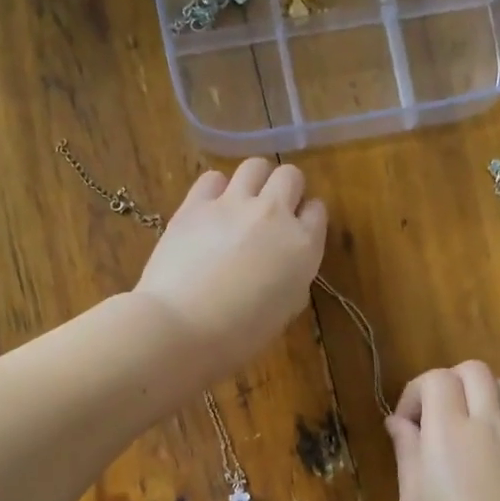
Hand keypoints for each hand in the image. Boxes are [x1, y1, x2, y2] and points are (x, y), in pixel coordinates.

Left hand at [133, 158, 326, 381]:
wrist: (182, 327)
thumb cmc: (239, 335)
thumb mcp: (284, 310)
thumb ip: (291, 277)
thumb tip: (282, 263)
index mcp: (303, 246)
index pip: (317, 211)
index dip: (306, 218)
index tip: (296, 230)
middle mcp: (274, 214)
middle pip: (290, 176)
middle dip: (285, 189)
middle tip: (271, 212)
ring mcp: (233, 203)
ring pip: (255, 165)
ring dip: (254, 181)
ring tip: (241, 203)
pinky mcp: (196, 203)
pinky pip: (213, 178)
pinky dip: (216, 189)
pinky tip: (210, 209)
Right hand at [385, 362, 499, 500]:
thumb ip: (407, 454)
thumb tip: (399, 423)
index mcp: (449, 433)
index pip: (436, 378)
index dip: (416, 392)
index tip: (406, 425)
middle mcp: (488, 425)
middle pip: (474, 371)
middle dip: (449, 383)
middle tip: (436, 418)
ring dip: (481, 398)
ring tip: (466, 431)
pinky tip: (498, 449)